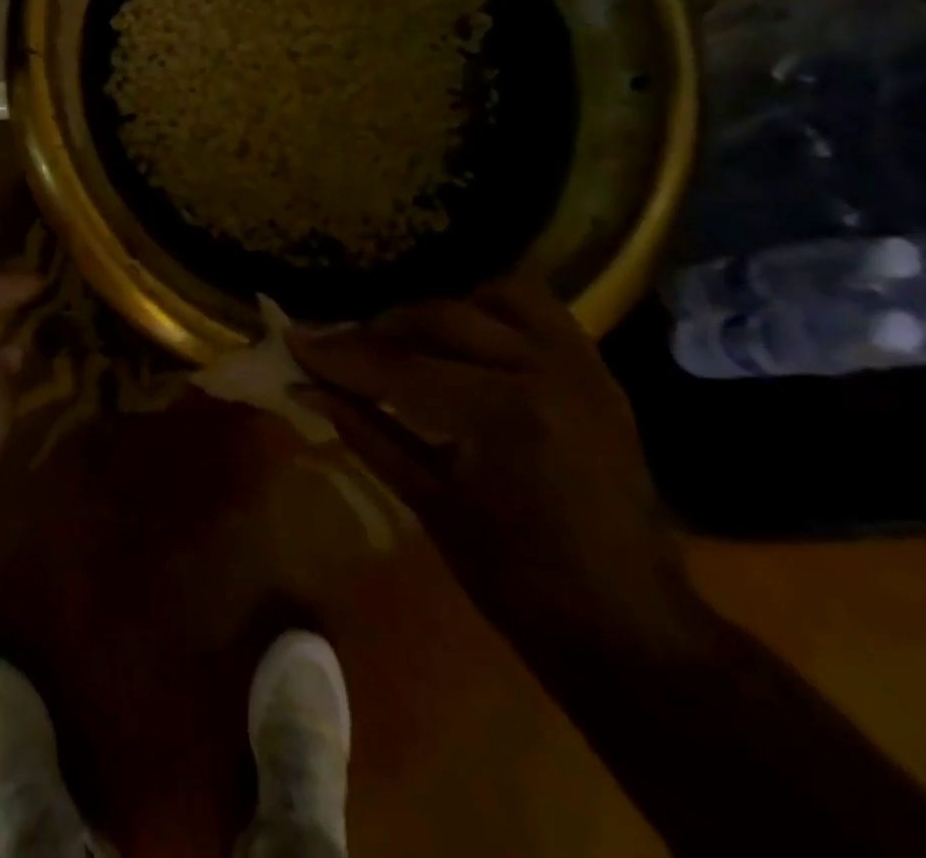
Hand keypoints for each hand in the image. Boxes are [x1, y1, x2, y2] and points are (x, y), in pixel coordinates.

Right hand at [287, 276, 705, 652]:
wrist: (632, 627)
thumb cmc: (519, 581)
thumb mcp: (430, 503)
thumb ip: (365, 431)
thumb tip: (306, 388)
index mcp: (504, 415)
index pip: (398, 367)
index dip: (338, 355)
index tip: (292, 341)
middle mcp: (545, 371)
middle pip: (437, 319)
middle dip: (375, 331)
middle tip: (335, 349)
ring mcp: (580, 365)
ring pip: (488, 298)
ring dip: (435, 314)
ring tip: (402, 342)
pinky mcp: (596, 370)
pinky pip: (535, 310)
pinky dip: (488, 312)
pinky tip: (461, 342)